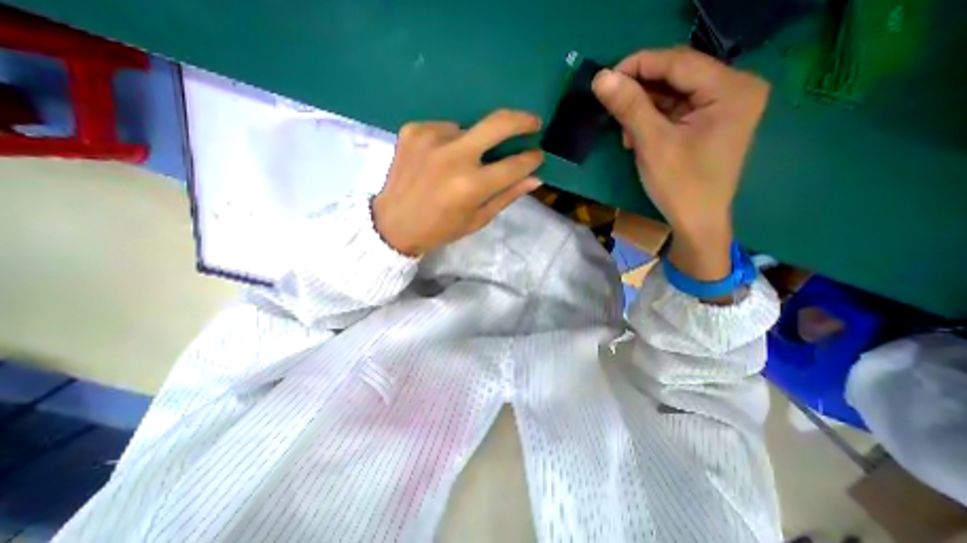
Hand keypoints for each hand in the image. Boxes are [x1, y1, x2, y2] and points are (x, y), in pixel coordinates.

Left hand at [373, 111, 543, 255]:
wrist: (393, 224)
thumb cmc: (440, 229)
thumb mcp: (477, 219)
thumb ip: (507, 196)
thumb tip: (535, 178)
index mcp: (471, 186)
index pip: (514, 164)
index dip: (531, 158)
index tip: (538, 155)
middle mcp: (453, 156)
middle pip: (499, 123)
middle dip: (522, 120)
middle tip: (533, 123)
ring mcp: (431, 138)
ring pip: (469, 128)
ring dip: (474, 142)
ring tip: (461, 163)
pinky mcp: (413, 130)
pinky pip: (445, 128)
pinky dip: (450, 141)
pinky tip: (439, 159)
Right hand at [589, 44, 770, 282]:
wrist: (697, 222)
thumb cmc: (679, 185)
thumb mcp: (652, 144)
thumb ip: (629, 106)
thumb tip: (600, 78)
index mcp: (731, 88)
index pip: (678, 62)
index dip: (637, 66)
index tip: (604, 79)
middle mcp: (734, 89)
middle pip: (676, 77)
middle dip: (640, 94)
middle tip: (613, 112)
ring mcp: (723, 106)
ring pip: (672, 94)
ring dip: (643, 111)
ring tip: (626, 135)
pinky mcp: (710, 123)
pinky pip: (675, 111)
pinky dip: (652, 121)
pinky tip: (638, 139)